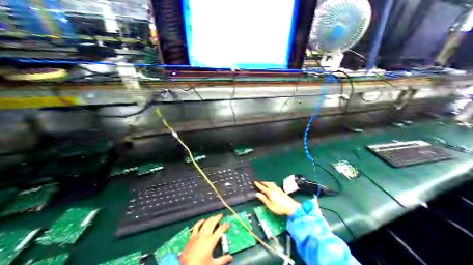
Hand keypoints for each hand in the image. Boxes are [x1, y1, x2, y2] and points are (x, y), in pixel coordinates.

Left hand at [179, 213, 231, 264]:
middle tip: (221, 215)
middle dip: (218, 217)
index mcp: (212, 240)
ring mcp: (198, 234)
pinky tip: (202, 220)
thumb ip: (222, 260)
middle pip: (213, 222)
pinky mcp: (192, 236)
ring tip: (214, 216)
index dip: (225, 226)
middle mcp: (206, 234)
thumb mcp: (213, 264)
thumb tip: (231, 258)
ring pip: (206, 222)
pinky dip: (200, 222)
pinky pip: (197, 226)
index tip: (228, 224)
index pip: (221, 230)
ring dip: (210, 218)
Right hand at [253, 182, 300, 216]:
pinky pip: (274, 185)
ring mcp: (278, 189)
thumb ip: (263, 199)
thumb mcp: (269, 205)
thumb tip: (257, 193)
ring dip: (267, 182)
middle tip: (259, 181)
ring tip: (265, 182)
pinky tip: (272, 185)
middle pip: (267, 183)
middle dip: (263, 182)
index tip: (255, 181)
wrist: (291, 207)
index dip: (258, 185)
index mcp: (269, 192)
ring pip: (271, 183)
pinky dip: (271, 184)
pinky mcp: (281, 190)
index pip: (262, 187)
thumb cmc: (279, 207)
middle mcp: (273, 189)